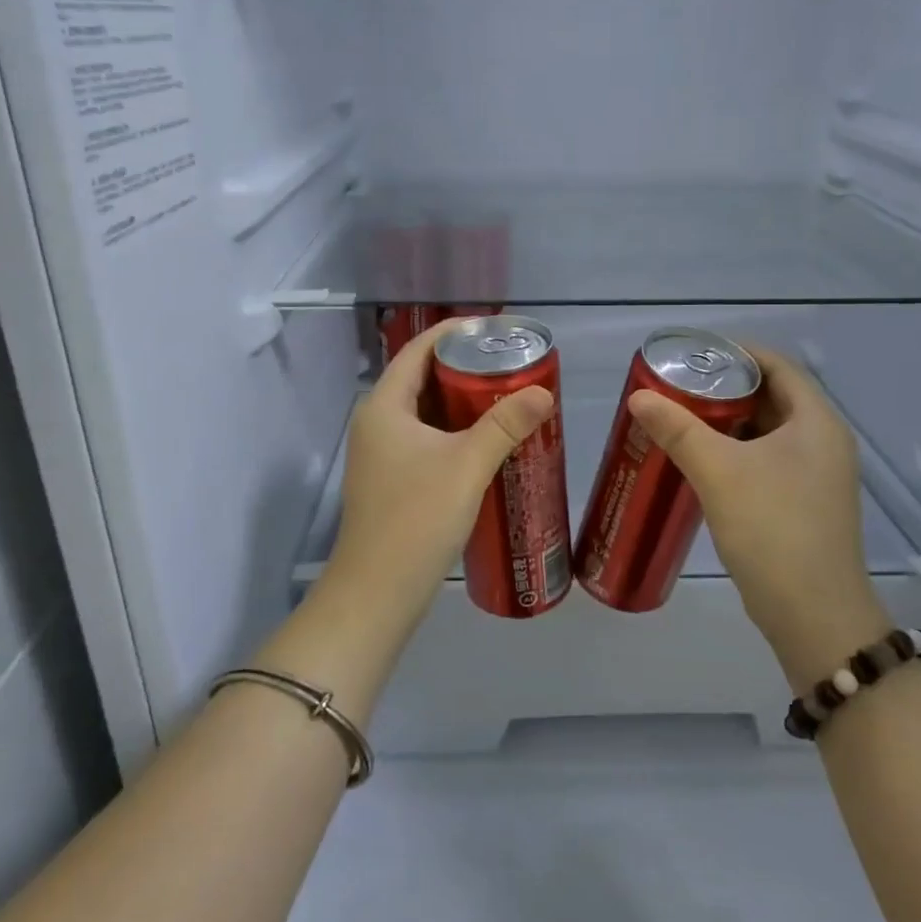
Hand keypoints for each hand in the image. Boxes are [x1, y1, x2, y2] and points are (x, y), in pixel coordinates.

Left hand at [326, 320, 554, 611]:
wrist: (378, 592)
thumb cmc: (416, 518)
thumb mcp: (467, 465)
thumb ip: (505, 425)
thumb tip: (543, 392)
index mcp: (384, 405)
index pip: (418, 349)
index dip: (455, 332)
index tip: (495, 329)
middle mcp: (377, 422)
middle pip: (422, 378)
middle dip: (465, 367)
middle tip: (511, 364)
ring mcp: (381, 454)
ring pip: (426, 412)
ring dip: (462, 402)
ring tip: (507, 397)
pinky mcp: (392, 480)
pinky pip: (426, 439)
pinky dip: (455, 432)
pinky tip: (488, 442)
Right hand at [627, 348, 891, 689]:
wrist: (814, 616)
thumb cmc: (773, 529)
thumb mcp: (720, 472)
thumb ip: (678, 430)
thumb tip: (639, 396)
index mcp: (817, 421)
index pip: (777, 364)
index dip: (736, 352)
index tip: (692, 353)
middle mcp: (823, 441)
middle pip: (771, 396)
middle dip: (724, 388)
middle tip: (677, 386)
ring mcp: (816, 475)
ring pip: (766, 431)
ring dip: (727, 422)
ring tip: (680, 418)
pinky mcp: (802, 503)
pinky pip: (765, 460)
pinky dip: (734, 452)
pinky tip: (700, 461)